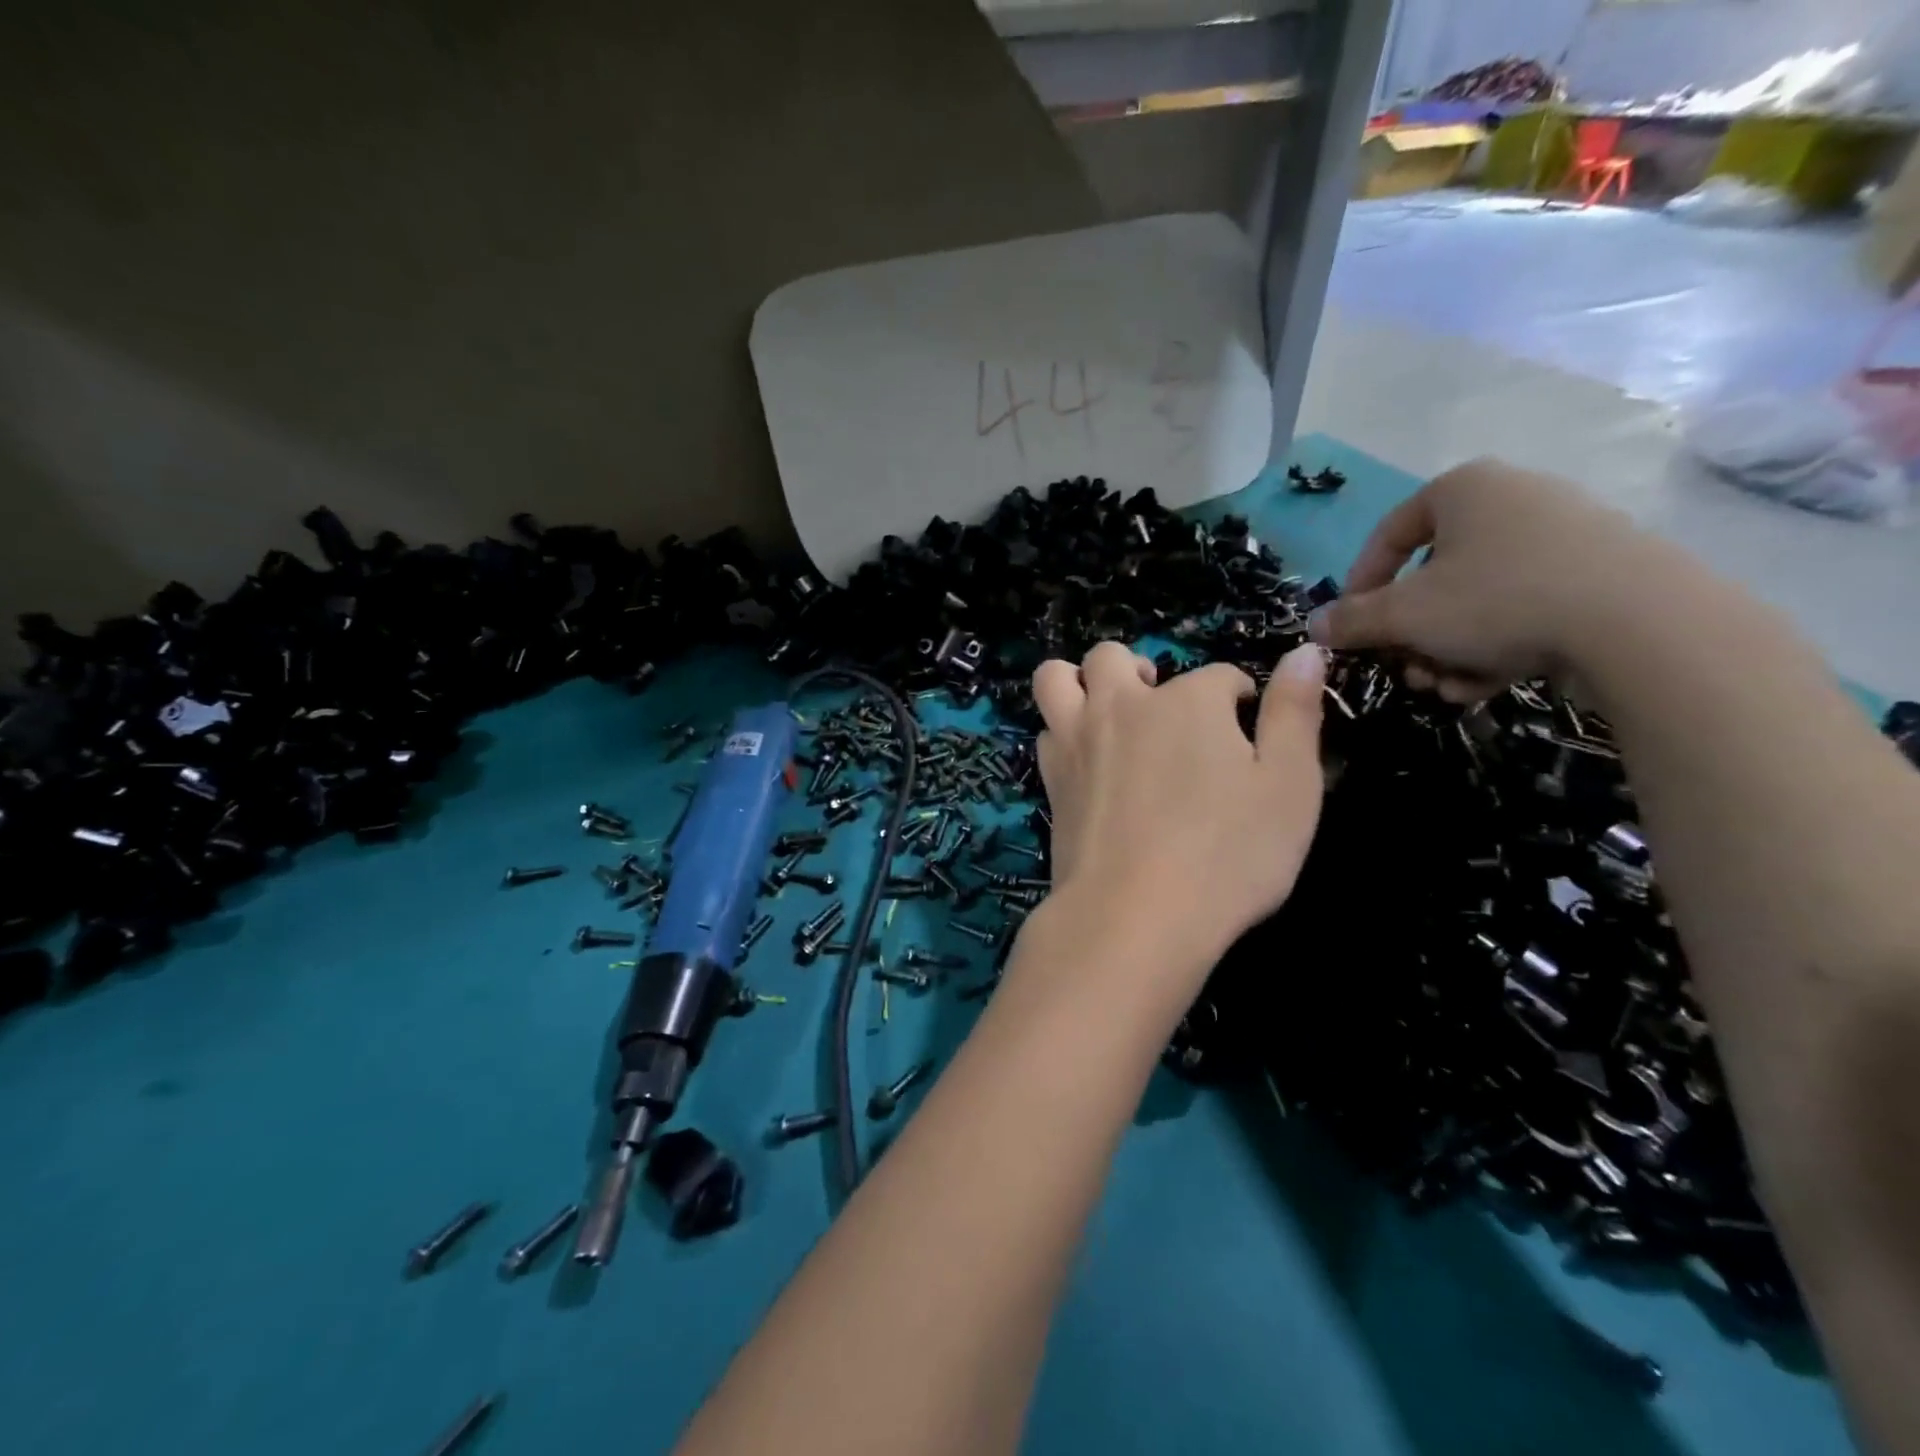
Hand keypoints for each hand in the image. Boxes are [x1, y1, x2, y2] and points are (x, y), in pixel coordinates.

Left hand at [1030, 641, 1326, 970]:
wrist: (1134, 915)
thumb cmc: (1227, 855)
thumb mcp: (1290, 787)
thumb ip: (1295, 714)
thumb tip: (1305, 652)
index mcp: (1188, 700)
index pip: (1219, 675)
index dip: (1237, 696)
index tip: (1244, 725)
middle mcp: (1123, 705)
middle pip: (1114, 656)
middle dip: (1141, 670)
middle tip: (1163, 707)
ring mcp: (1077, 740)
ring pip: (1057, 677)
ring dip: (1080, 682)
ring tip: (1108, 712)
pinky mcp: (1051, 779)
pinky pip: (1046, 731)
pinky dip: (1063, 732)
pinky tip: (1086, 760)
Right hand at [1307, 459, 1661, 701]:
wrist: (1639, 622)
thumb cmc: (1497, 599)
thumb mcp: (1404, 615)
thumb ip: (1352, 620)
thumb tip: (1314, 627)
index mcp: (1463, 489)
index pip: (1388, 534)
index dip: (1360, 585)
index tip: (1351, 626)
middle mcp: (1512, 499)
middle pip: (1433, 575)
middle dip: (1410, 633)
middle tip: (1404, 667)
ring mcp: (1563, 535)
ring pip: (1475, 599)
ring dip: (1447, 649)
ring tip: (1444, 686)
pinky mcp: (1598, 573)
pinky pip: (1522, 607)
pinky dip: (1494, 647)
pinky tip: (1484, 685)